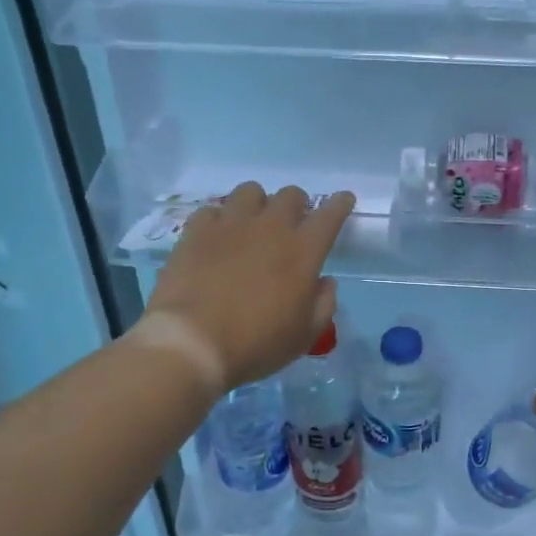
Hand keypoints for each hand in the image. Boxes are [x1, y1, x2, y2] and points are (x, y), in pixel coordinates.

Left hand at [145, 183, 354, 389]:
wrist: (192, 343)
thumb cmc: (256, 344)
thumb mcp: (304, 336)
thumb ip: (323, 304)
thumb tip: (325, 282)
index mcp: (303, 251)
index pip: (330, 215)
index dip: (339, 204)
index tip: (343, 200)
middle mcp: (270, 227)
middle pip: (291, 195)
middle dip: (297, 205)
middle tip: (292, 224)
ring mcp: (230, 224)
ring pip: (250, 191)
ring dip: (258, 204)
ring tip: (251, 225)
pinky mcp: (196, 231)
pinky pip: (212, 210)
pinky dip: (219, 220)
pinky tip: (216, 238)